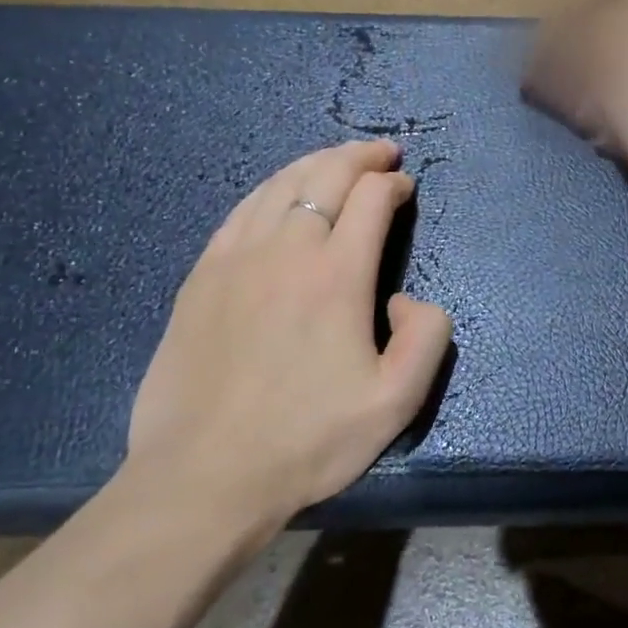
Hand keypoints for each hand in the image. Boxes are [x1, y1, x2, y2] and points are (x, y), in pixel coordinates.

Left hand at [124, 140, 452, 527]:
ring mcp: (235, 258)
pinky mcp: (200, 276)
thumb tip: (407, 297)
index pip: (371, 200)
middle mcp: (286, 250)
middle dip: (360, 156)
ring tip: (336, 160)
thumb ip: (428, 338)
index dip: (394, 184)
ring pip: (279, 184)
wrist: (205, 475)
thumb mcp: (397, 402)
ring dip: (315, 163)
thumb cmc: (308, 440)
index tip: (406, 187)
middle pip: (325, 176)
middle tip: (381, 151)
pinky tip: (277, 193)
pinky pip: (240, 211)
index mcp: (337, 276)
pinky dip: (269, 189)